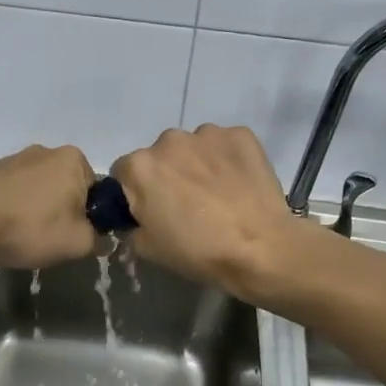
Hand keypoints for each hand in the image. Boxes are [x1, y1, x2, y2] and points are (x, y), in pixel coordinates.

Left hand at [0, 143, 97, 268]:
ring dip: (38, 211)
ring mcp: (17, 158)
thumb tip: (104, 239)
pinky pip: (17, 192)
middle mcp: (48, 151)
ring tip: (24, 236)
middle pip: (68, 189)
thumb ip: (98, 240)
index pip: (97, 192)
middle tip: (51, 240)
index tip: (77, 237)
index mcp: (75, 159)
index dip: (91, 218)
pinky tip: (5, 228)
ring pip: (41, 191)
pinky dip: (16, 208)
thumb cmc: (30, 226)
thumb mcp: (76, 243)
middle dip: (64, 213)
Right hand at [111, 125, 307, 301]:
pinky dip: (228, 159)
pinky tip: (239, 184)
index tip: (152, 210)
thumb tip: (139, 215)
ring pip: (194, 148)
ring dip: (198, 164)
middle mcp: (169, 140)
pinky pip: (225, 145)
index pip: (124, 172)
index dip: (135, 192)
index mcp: (140, 166)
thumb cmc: (199, 251)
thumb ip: (132, 224)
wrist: (261, 247)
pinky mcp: (241, 134)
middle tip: (187, 205)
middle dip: (168, 174)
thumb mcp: (148, 249)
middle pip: (160, 155)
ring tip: (219, 195)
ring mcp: (207, 134)